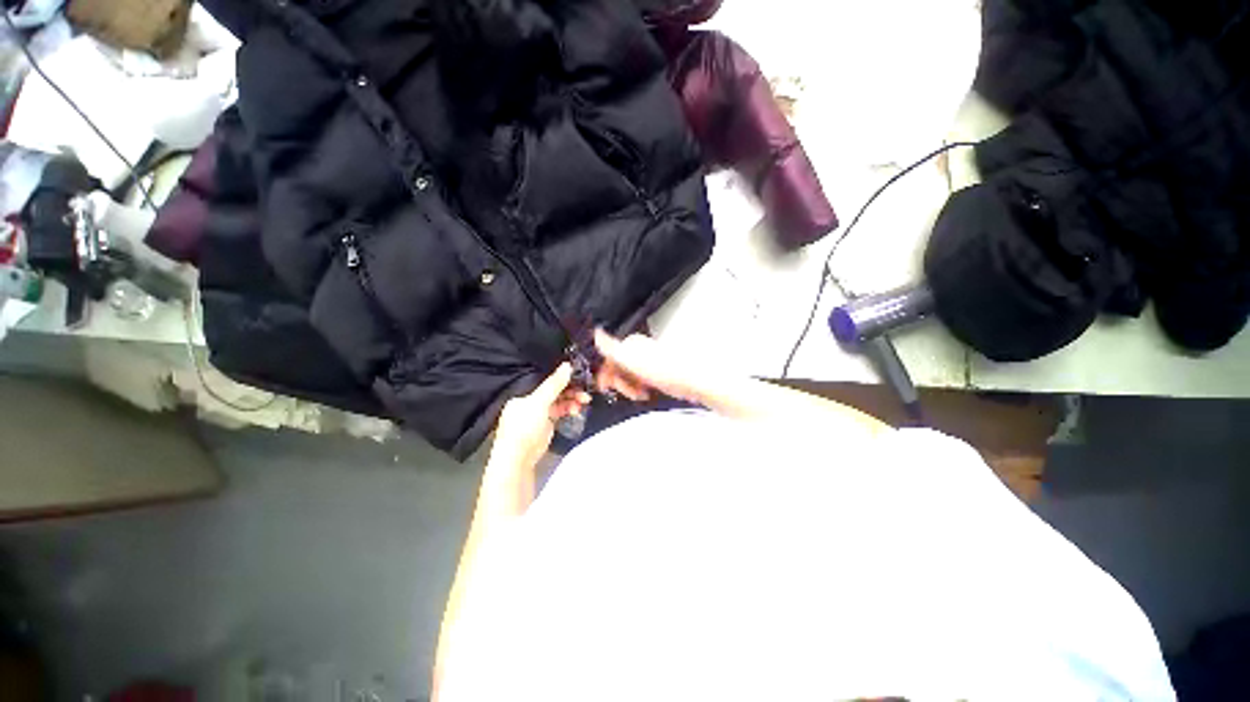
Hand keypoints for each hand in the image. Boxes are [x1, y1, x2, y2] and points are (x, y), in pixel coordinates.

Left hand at [489, 363, 589, 481]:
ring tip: (583, 403)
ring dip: (571, 400)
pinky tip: (576, 410)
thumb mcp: (539, 402)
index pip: (545, 381)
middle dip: (570, 391)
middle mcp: (529, 401)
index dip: (562, 378)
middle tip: (585, 393)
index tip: (578, 377)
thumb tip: (568, 365)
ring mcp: (538, 414)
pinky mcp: (545, 425)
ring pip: (558, 401)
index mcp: (523, 393)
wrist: (517, 461)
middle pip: (554, 391)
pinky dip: (568, 410)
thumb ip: (554, 384)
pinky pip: (559, 412)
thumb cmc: (523, 428)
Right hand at [594, 330, 707, 404]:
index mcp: (630, 343)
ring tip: (639, 394)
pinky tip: (645, 394)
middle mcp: (638, 350)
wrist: (691, 380)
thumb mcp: (631, 359)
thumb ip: (611, 347)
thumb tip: (595, 332)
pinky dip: (639, 390)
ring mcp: (647, 362)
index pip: (608, 358)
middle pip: (617, 369)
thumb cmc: (663, 369)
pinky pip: (639, 382)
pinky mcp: (655, 373)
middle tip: (629, 392)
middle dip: (620, 383)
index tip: (606, 387)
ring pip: (628, 377)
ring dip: (629, 388)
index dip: (606, 373)